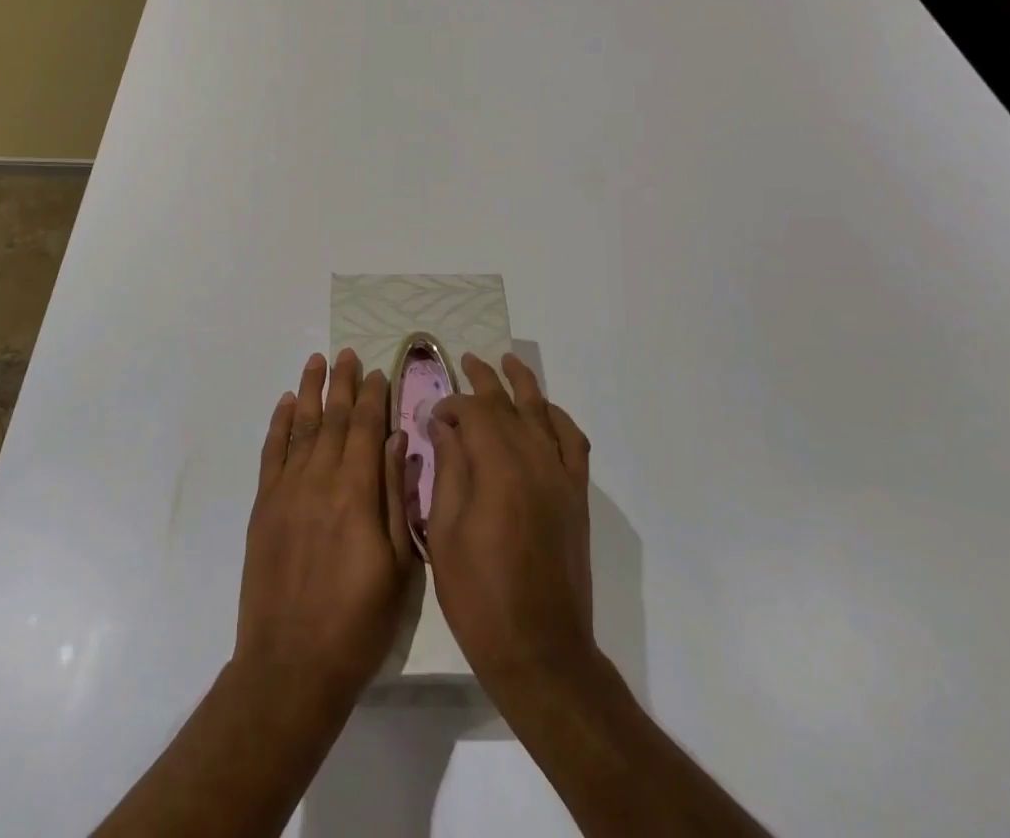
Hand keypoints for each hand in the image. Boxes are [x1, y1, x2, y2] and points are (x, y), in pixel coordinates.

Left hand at [233, 349, 413, 707]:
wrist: (291, 665)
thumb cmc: (358, 622)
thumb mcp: (398, 566)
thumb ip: (397, 498)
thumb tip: (398, 442)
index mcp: (357, 492)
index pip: (366, 428)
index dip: (374, 396)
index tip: (378, 371)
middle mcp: (320, 479)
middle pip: (334, 418)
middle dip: (343, 383)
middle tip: (347, 353)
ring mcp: (287, 490)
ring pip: (301, 425)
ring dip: (310, 391)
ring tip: (316, 360)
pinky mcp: (263, 505)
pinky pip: (272, 452)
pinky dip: (279, 423)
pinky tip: (285, 403)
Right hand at [427, 351, 597, 704]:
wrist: (540, 650)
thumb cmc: (479, 596)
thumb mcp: (444, 532)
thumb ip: (448, 470)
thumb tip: (444, 427)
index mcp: (498, 468)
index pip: (474, 413)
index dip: (451, 405)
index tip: (432, 415)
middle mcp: (535, 461)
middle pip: (509, 404)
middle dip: (485, 379)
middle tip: (466, 360)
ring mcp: (561, 477)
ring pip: (543, 414)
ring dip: (524, 385)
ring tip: (509, 362)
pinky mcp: (577, 496)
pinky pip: (573, 442)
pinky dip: (559, 419)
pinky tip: (546, 410)